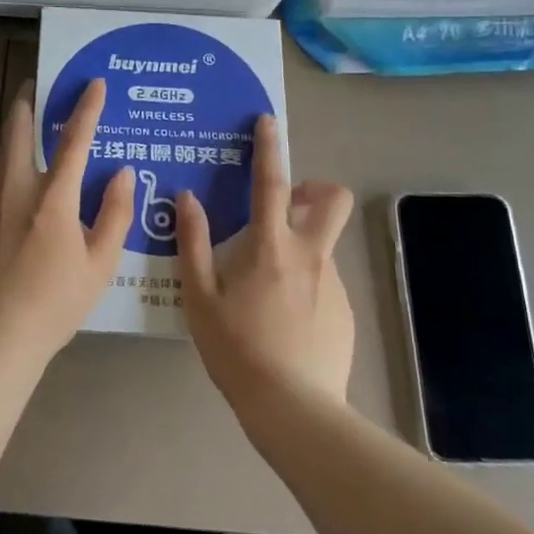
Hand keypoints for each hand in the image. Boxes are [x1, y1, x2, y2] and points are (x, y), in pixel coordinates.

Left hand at [0, 79, 134, 367]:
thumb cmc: (54, 302)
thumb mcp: (99, 264)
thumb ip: (114, 214)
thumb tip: (122, 173)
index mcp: (52, 197)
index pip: (73, 140)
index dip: (87, 109)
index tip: (95, 83)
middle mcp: (17, 188)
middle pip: (19, 129)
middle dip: (28, 100)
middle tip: (39, 84)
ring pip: (2, 149)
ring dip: (15, 126)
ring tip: (30, 119)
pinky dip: (9, 155)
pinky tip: (19, 169)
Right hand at [177, 114, 356, 413]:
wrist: (295, 410)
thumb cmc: (237, 350)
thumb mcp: (200, 298)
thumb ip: (193, 243)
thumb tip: (187, 198)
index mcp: (271, 247)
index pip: (272, 183)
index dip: (269, 148)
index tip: (268, 122)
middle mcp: (310, 256)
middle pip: (332, 200)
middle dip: (315, 188)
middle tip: (287, 205)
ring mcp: (333, 284)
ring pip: (323, 244)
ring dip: (301, 244)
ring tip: (268, 284)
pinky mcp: (345, 312)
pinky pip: (324, 281)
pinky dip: (306, 283)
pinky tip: (285, 319)